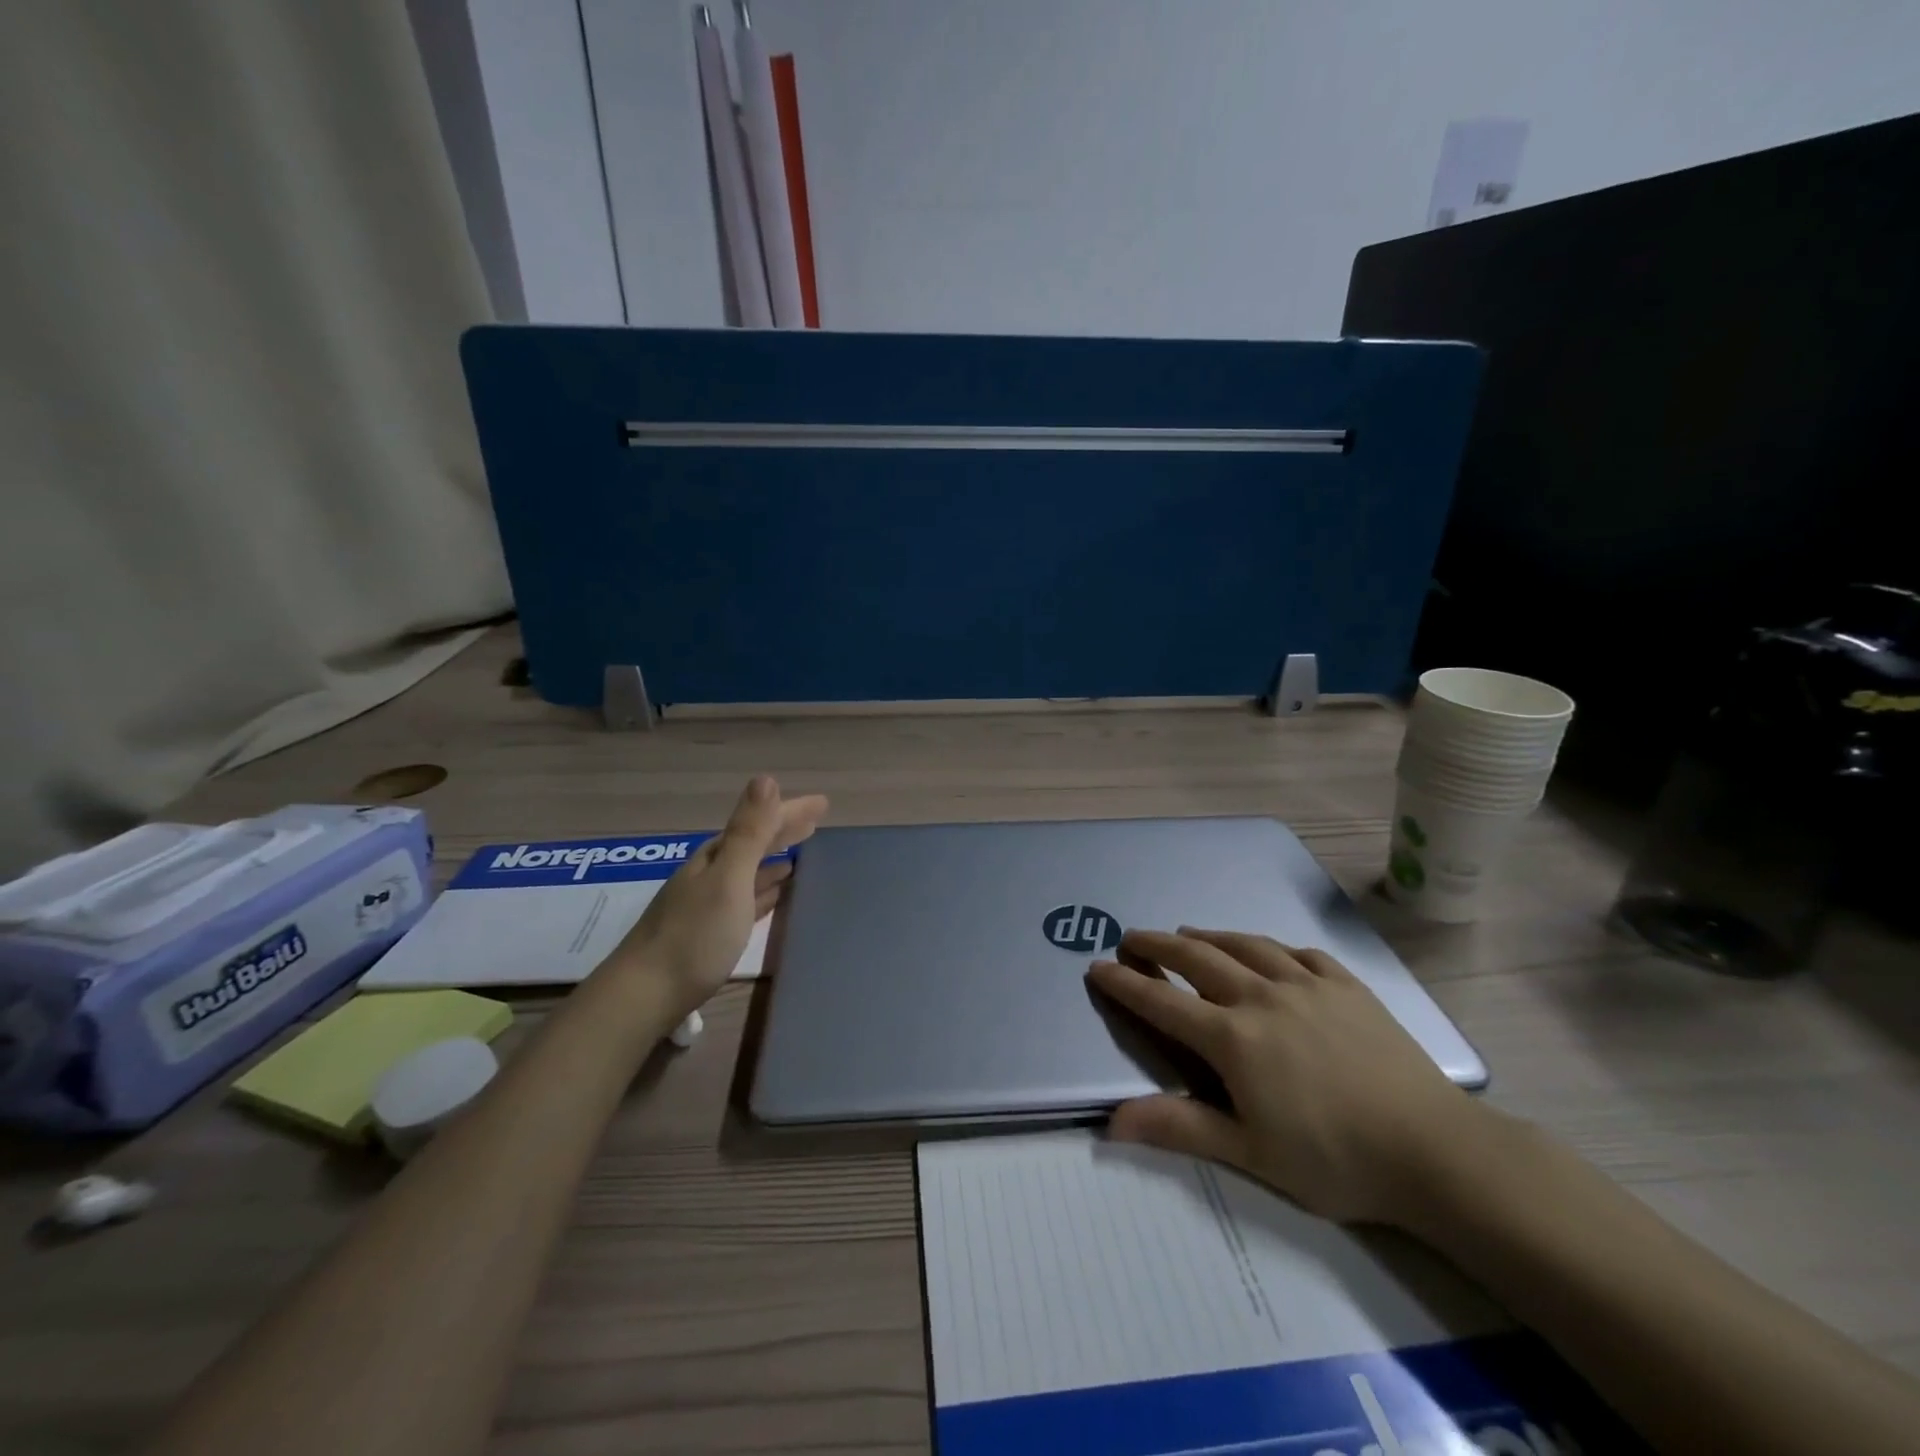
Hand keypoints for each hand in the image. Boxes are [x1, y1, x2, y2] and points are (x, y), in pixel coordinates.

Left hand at [604, 775, 827, 1016]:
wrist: (644, 996)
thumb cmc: (693, 936)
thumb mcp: (728, 879)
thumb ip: (748, 832)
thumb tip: (766, 777)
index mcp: (716, 857)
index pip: (760, 823)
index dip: (791, 812)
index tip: (823, 804)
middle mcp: (710, 873)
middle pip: (752, 843)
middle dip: (782, 830)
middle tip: (814, 823)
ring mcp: (707, 903)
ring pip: (749, 871)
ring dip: (773, 860)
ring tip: (798, 856)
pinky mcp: (709, 932)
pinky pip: (746, 899)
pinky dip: (763, 891)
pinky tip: (773, 896)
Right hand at [1087, 929, 1494, 1226]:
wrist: (1434, 1150)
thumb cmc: (1335, 1159)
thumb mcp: (1250, 1154)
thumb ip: (1180, 1128)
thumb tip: (1111, 1122)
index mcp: (1234, 1038)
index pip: (1164, 1002)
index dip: (1126, 984)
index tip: (1097, 966)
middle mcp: (1262, 997)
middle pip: (1198, 958)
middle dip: (1158, 944)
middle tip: (1132, 936)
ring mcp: (1308, 985)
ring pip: (1246, 945)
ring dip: (1209, 936)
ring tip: (1188, 932)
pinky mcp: (1347, 986)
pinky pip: (1300, 953)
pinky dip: (1271, 947)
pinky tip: (1268, 952)